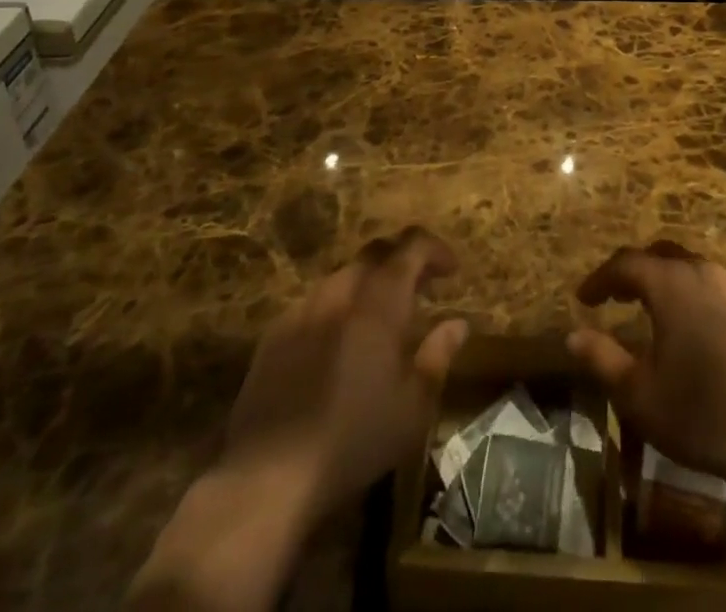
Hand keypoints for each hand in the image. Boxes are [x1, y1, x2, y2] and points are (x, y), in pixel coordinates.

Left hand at [130, 228, 465, 610]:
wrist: (267, 478)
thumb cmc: (353, 440)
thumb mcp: (412, 407)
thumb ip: (438, 355)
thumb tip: (458, 324)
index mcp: (379, 304)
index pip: (411, 248)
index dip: (435, 249)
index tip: (451, 270)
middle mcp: (340, 294)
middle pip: (374, 253)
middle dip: (401, 260)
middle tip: (419, 287)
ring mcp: (302, 311)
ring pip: (342, 275)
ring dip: (368, 283)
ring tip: (380, 316)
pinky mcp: (274, 335)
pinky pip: (314, 302)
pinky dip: (336, 307)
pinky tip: (338, 342)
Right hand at [566, 241, 725, 496]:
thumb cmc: (700, 414)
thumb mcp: (638, 394)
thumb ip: (601, 358)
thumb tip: (572, 335)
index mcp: (671, 283)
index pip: (626, 263)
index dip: (600, 278)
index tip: (583, 298)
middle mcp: (700, 270)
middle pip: (658, 255)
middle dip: (631, 272)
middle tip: (612, 297)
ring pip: (685, 265)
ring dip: (660, 278)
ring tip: (643, 306)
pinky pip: (707, 281)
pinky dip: (685, 288)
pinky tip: (683, 320)